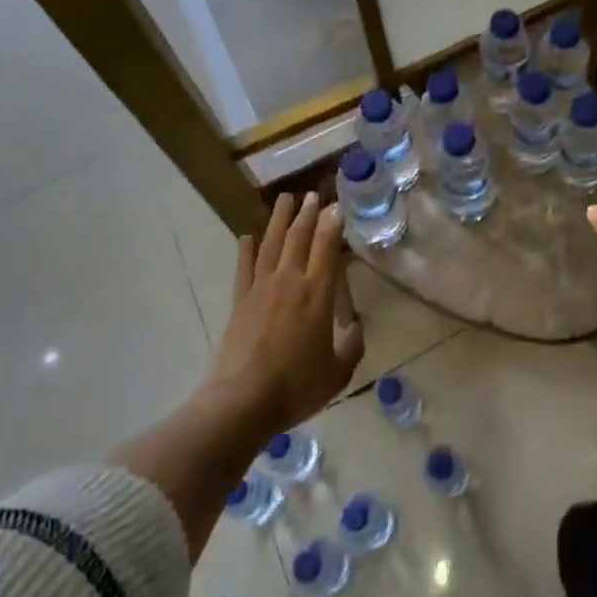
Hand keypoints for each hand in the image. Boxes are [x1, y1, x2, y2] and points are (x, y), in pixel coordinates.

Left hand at [206, 193, 365, 439]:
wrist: (242, 402)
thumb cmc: (296, 386)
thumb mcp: (337, 373)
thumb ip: (352, 346)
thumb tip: (357, 327)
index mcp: (317, 294)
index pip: (326, 247)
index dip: (332, 223)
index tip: (337, 205)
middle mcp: (289, 282)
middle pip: (298, 237)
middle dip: (308, 212)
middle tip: (313, 193)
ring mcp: (261, 288)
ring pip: (271, 244)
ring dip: (279, 219)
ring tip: (285, 198)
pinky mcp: (239, 302)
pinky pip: (244, 267)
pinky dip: (246, 249)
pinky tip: (247, 235)